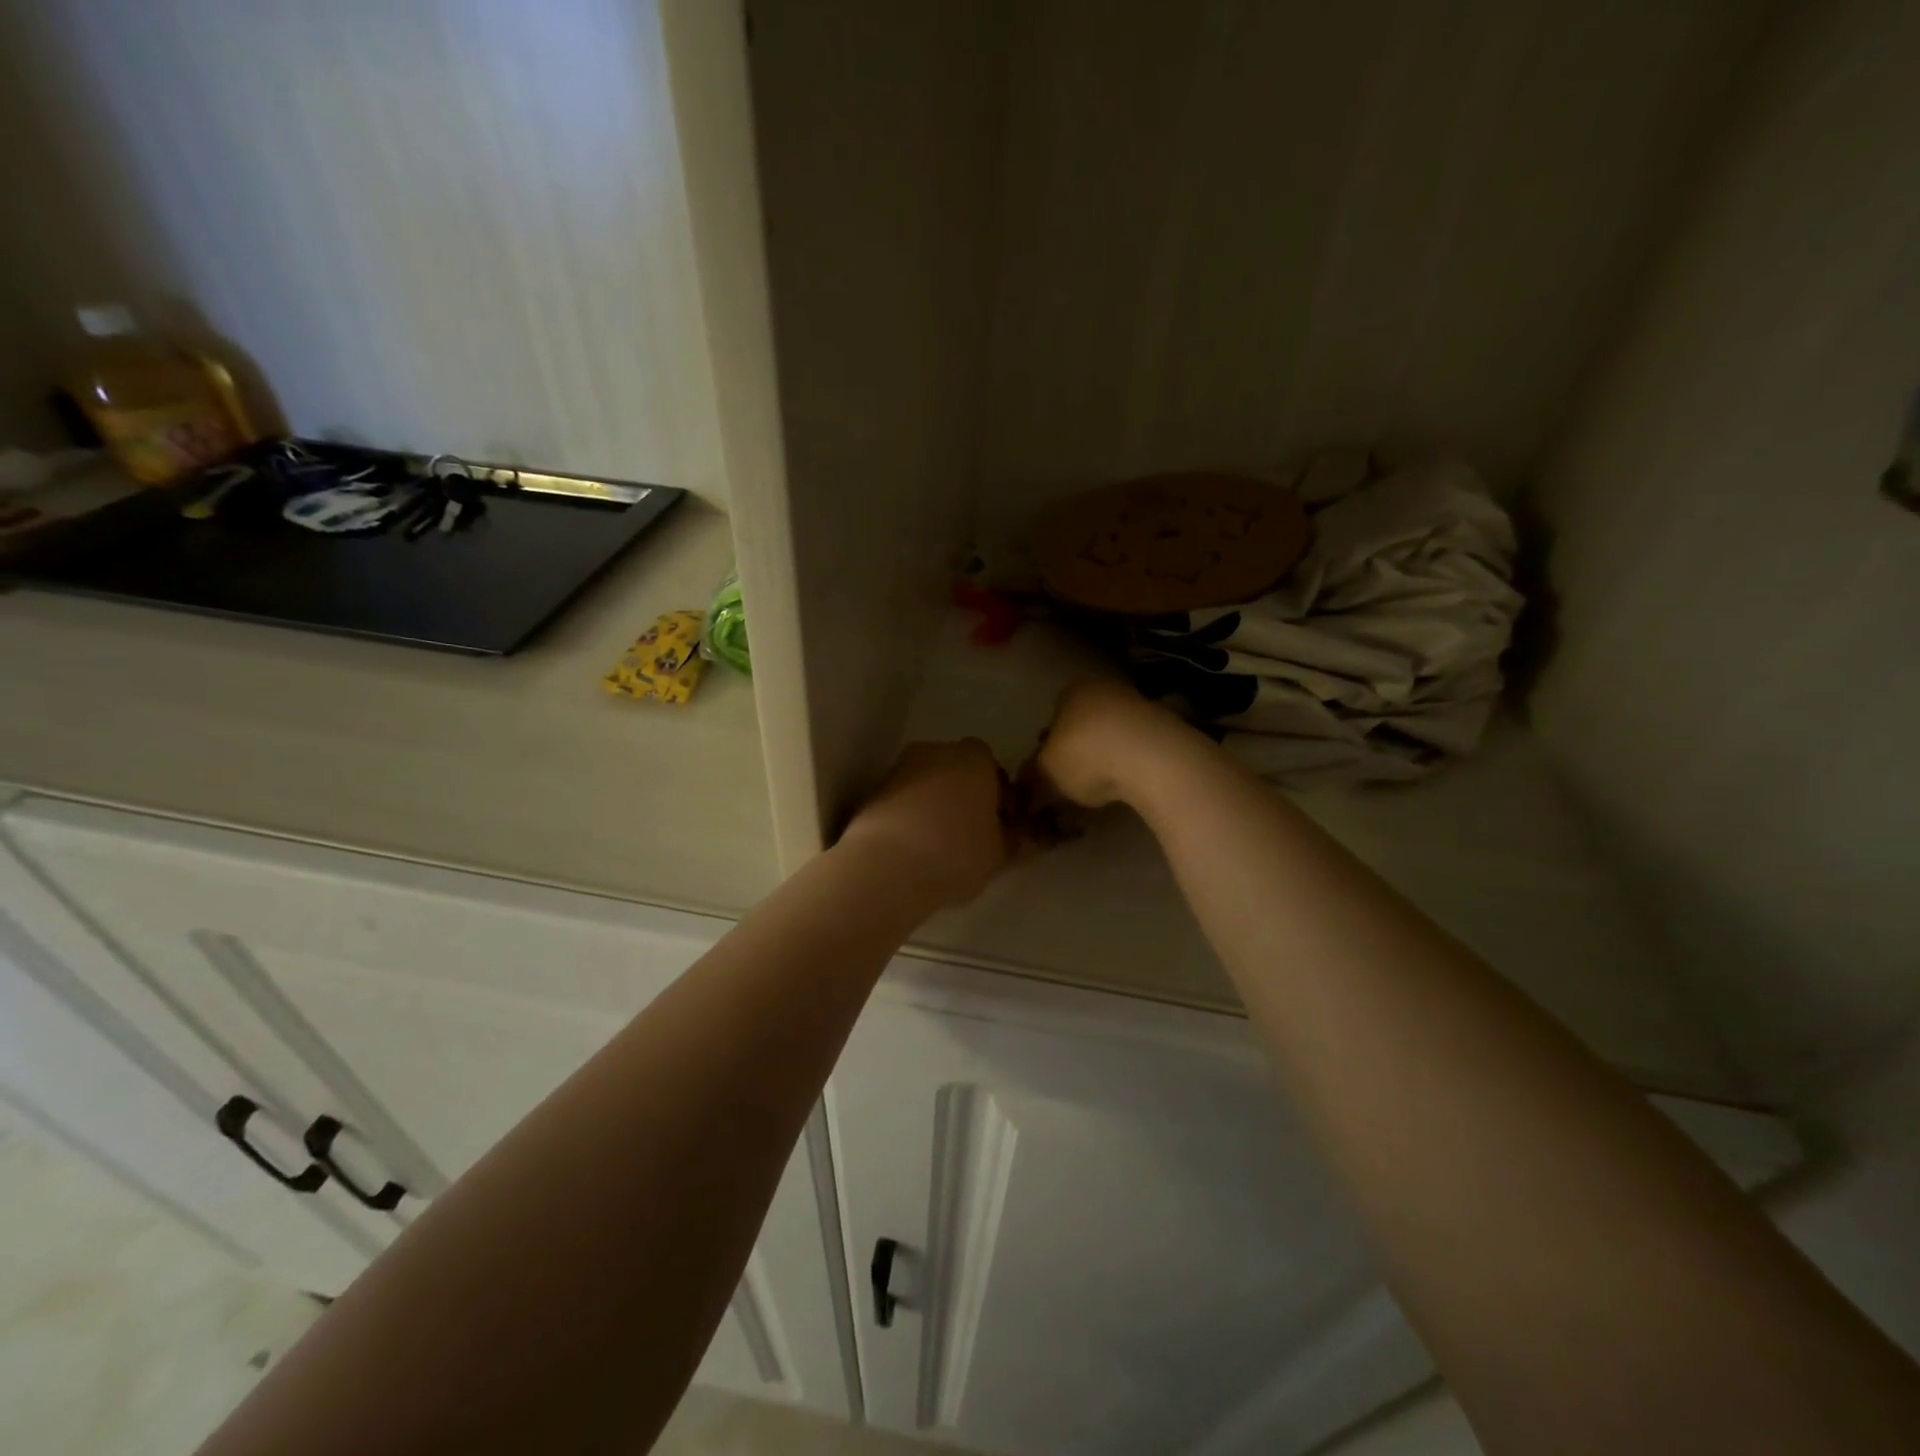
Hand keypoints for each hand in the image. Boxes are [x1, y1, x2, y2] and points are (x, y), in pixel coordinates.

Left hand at [839, 740, 1013, 906]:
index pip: (994, 769)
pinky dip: (908, 816)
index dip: (998, 796)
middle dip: (963, 795)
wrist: (887, 867)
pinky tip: (912, 848)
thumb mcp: (1000, 854)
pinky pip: (901, 800)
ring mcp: (900, 768)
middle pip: (957, 770)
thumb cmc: (956, 853)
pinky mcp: (872, 790)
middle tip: (969, 834)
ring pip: (926, 783)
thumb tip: (1018, 834)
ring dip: (933, 805)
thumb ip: (1013, 839)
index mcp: (975, 758)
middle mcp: (936, 751)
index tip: (998, 825)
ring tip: (938, 845)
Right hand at [1027, 678, 1199, 810]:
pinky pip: (1139, 748)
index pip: (1054, 715)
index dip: (1048, 746)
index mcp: (1073, 689)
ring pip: (1113, 735)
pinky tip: (1129, 785)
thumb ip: (1032, 779)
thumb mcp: (1046, 772)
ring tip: (1102, 789)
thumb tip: (1025, 791)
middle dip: (1078, 751)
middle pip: (1084, 723)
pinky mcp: (1168, 727)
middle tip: (1073, 783)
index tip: (1050, 772)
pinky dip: (1132, 764)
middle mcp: (1106, 688)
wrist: (1153, 758)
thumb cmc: (1086, 755)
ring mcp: (1141, 704)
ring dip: (1106, 758)